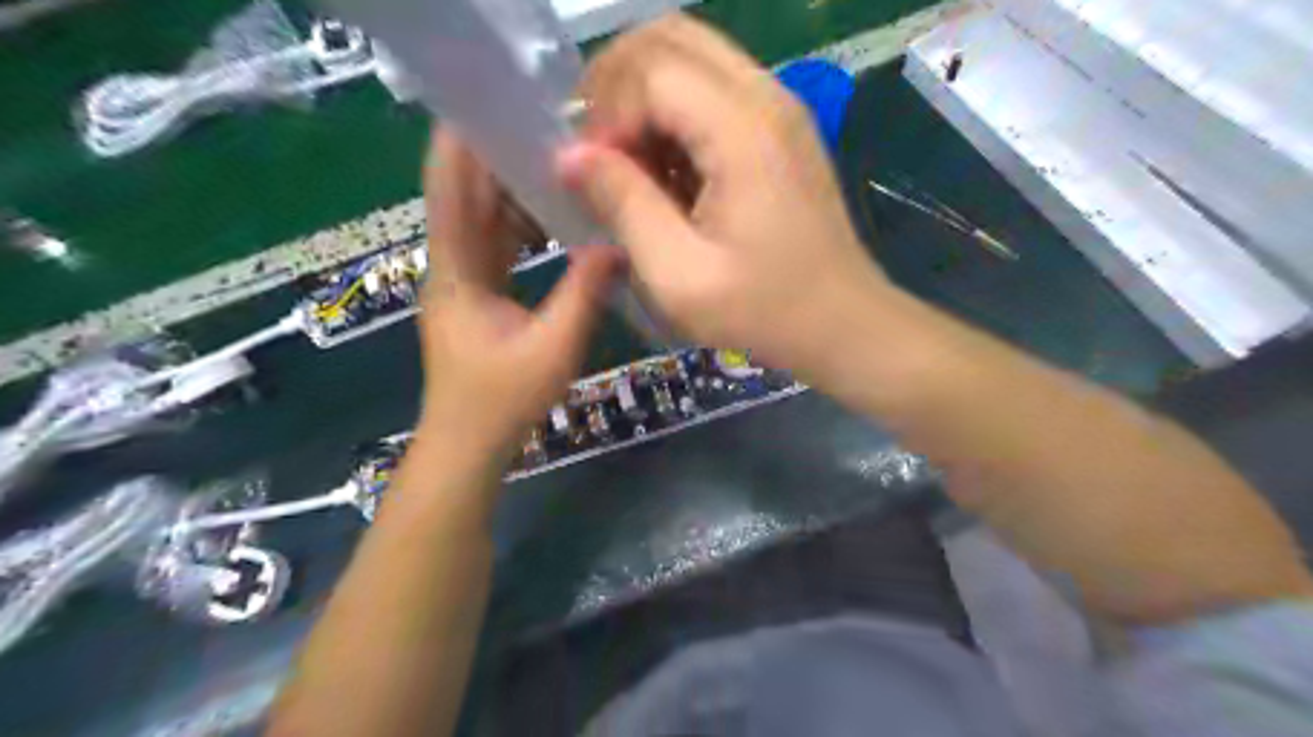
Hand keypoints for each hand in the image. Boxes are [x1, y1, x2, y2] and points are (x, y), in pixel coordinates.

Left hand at [423, 129, 621, 458]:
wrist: (468, 447)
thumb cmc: (502, 401)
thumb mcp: (553, 348)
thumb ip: (584, 294)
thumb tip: (616, 244)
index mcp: (457, 273)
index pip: (450, 194)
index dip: (460, 146)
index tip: (484, 104)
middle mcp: (452, 268)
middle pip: (465, 199)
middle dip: (494, 158)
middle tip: (541, 125)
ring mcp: (463, 283)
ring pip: (482, 222)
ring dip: (510, 191)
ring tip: (552, 161)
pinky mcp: (477, 298)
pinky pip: (495, 247)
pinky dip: (519, 226)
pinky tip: (551, 216)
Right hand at [552, 16, 891, 375]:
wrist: (844, 325)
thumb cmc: (763, 311)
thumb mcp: (678, 274)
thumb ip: (623, 205)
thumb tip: (569, 155)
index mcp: (742, 129)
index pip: (649, 71)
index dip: (606, 115)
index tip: (594, 175)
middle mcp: (765, 97)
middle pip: (669, 39)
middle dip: (616, 84)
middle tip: (597, 148)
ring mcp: (780, 108)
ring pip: (691, 57)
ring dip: (645, 99)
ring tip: (630, 165)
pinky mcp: (782, 130)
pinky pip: (715, 91)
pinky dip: (676, 116)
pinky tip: (669, 173)